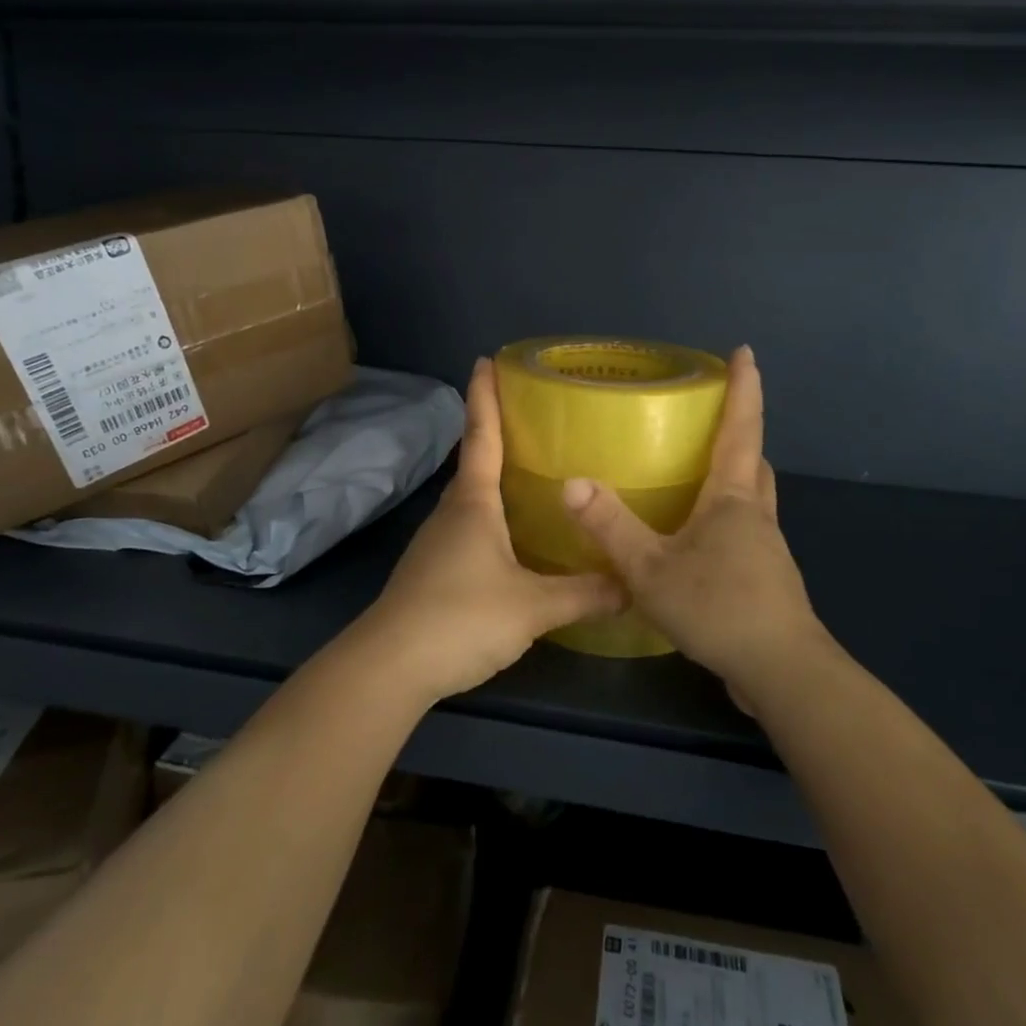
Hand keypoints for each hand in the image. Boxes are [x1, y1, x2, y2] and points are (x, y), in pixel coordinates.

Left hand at [356, 358, 622, 706]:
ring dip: (495, 480)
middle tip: (533, 418)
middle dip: (497, 434)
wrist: (391, 666)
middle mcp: (452, 512)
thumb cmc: (461, 617)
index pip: (481, 435)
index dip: (484, 396)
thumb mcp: (533, 607)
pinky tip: (514, 538)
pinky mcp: (433, 570)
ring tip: (532, 474)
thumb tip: (633, 585)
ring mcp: (437, 542)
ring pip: (472, 499)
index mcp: (473, 503)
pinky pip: (469, 529)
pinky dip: (492, 518)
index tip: (486, 359)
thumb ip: (584, 594)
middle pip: (476, 463)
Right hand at [562, 347, 830, 703]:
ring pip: (752, 498)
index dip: (744, 387)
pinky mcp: (766, 579)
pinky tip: (697, 543)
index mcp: (732, 498)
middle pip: (752, 461)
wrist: (782, 672)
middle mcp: (755, 514)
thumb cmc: (719, 608)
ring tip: (696, 477)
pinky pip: (746, 532)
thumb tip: (573, 482)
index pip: (741, 428)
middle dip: (738, 434)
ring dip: (733, 478)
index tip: (746, 352)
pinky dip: (726, 520)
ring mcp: (766, 549)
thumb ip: (611, 526)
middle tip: (709, 420)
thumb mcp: (651, 569)